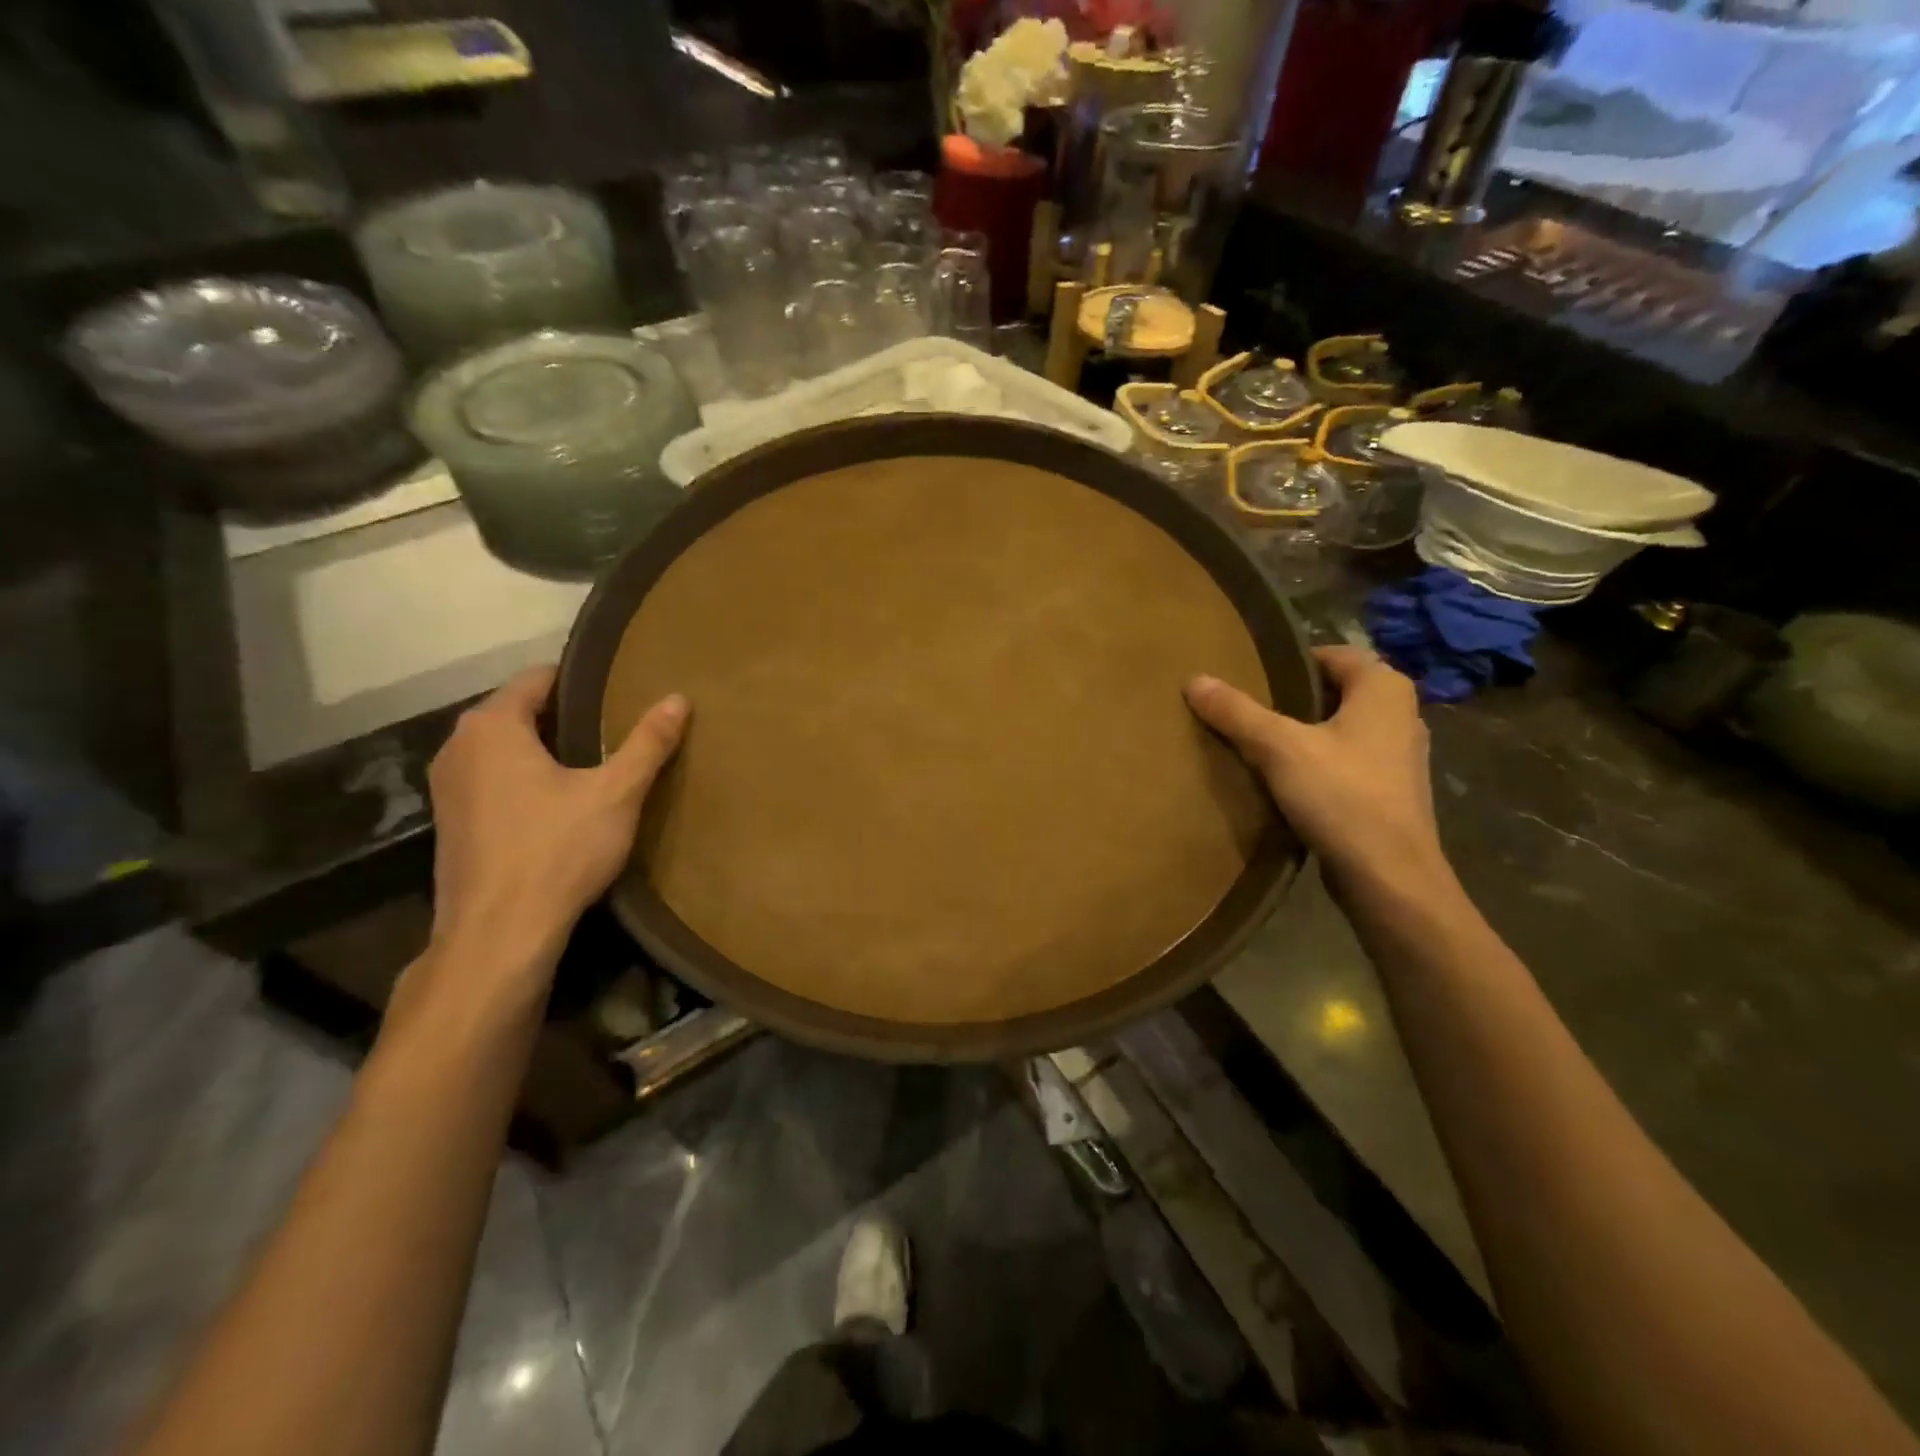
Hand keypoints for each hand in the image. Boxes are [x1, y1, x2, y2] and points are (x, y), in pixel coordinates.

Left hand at [425, 666, 687, 981]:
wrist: (499, 933)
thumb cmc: (558, 850)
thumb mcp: (616, 793)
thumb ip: (647, 743)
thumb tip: (678, 699)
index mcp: (492, 726)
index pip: (538, 678)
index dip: (582, 681)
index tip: (619, 690)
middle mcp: (458, 746)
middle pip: (518, 712)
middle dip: (565, 717)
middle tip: (616, 728)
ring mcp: (447, 787)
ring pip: (504, 749)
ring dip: (543, 751)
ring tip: (595, 764)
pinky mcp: (450, 823)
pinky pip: (493, 780)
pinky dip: (523, 780)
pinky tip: (559, 804)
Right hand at [1186, 647, 1452, 897]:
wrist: (1389, 877)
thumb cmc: (1342, 797)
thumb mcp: (1278, 748)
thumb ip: (1236, 712)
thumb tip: (1194, 680)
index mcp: (1384, 688)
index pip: (1331, 655)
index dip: (1289, 663)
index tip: (1250, 678)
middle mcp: (1401, 713)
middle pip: (1334, 692)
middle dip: (1292, 700)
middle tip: (1246, 710)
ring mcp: (1400, 756)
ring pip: (1340, 729)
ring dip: (1303, 734)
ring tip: (1258, 745)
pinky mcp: (1391, 792)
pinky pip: (1346, 761)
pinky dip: (1318, 763)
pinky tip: (1285, 782)